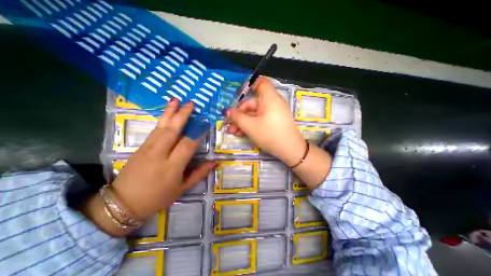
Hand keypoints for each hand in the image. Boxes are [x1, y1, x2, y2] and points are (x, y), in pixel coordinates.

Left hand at [82, 100, 216, 236]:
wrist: (123, 204)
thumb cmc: (158, 197)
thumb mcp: (183, 189)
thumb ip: (200, 173)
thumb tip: (215, 162)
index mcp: (172, 167)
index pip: (188, 144)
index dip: (198, 132)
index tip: (205, 122)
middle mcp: (160, 154)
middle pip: (172, 131)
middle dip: (183, 115)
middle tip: (191, 104)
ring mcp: (147, 149)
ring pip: (161, 127)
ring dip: (170, 112)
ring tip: (176, 100)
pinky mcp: (140, 147)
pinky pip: (154, 130)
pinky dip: (162, 119)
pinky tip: (166, 113)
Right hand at [227, 76, 305, 165]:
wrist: (290, 150)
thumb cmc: (270, 134)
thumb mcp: (250, 126)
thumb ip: (237, 117)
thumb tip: (227, 111)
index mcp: (269, 98)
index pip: (260, 82)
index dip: (248, 86)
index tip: (237, 95)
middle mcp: (272, 103)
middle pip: (252, 103)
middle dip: (239, 114)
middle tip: (229, 125)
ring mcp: (273, 113)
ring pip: (254, 114)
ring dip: (243, 122)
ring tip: (233, 132)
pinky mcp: (274, 122)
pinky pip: (260, 119)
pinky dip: (251, 125)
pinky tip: (241, 133)